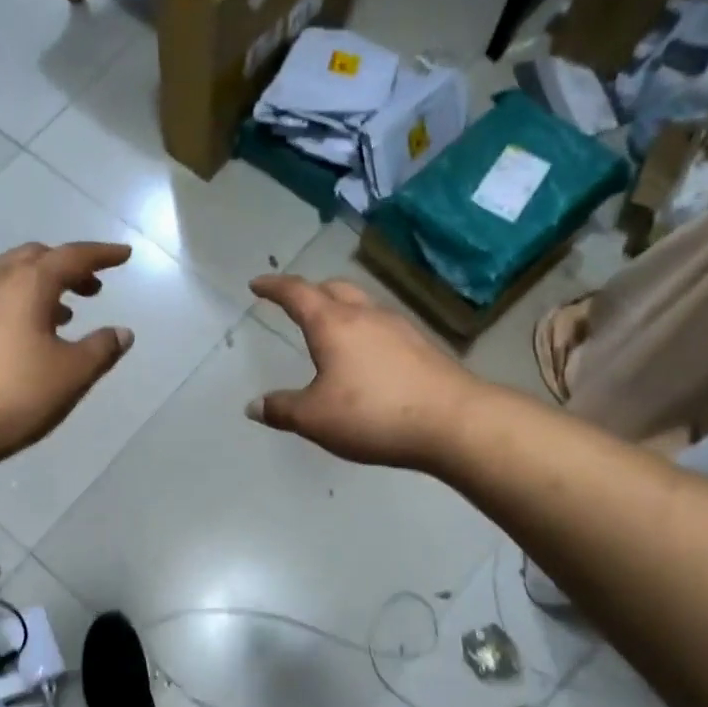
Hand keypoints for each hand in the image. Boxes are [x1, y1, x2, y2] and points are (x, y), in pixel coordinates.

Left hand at [0, 242, 134, 474]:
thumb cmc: (12, 396)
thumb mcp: (70, 376)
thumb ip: (101, 349)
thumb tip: (121, 332)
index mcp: (26, 284)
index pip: (72, 256)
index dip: (102, 255)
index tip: (123, 255)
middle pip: (35, 257)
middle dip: (67, 267)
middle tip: (91, 288)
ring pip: (7, 277)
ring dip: (38, 287)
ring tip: (61, 314)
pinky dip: (12, 304)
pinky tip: (18, 337)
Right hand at [246, 274, 480, 469]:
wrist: (453, 422)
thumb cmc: (373, 414)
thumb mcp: (315, 418)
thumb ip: (282, 409)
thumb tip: (254, 405)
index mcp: (333, 324)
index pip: (297, 293)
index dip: (274, 287)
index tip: (257, 284)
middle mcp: (366, 316)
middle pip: (334, 288)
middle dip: (310, 291)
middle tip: (295, 304)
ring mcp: (399, 328)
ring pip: (362, 305)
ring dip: (340, 309)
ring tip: (329, 331)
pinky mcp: (422, 347)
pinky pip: (383, 327)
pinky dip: (363, 331)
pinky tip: (365, 358)